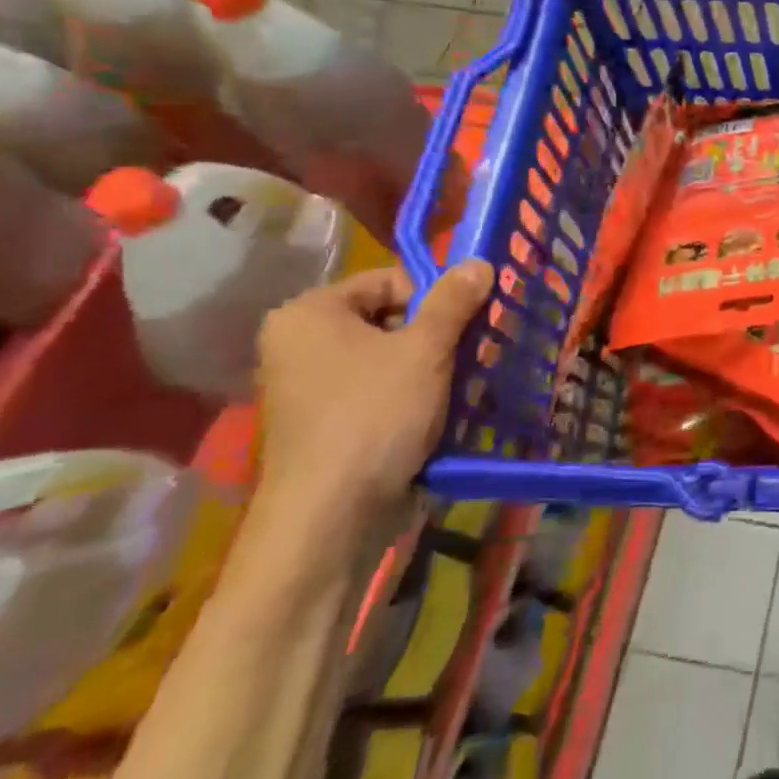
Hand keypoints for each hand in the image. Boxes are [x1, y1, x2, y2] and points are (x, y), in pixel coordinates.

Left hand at [253, 260, 494, 546]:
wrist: (332, 516)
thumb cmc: (375, 415)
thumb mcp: (426, 349)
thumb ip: (453, 300)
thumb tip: (478, 262)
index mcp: (310, 314)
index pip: (390, 280)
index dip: (435, 296)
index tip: (468, 322)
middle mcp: (300, 344)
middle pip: (390, 318)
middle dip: (437, 334)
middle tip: (472, 352)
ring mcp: (309, 387)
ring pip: (389, 357)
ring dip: (431, 366)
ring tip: (464, 383)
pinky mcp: (326, 424)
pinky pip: (379, 390)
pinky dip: (413, 395)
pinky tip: (441, 411)